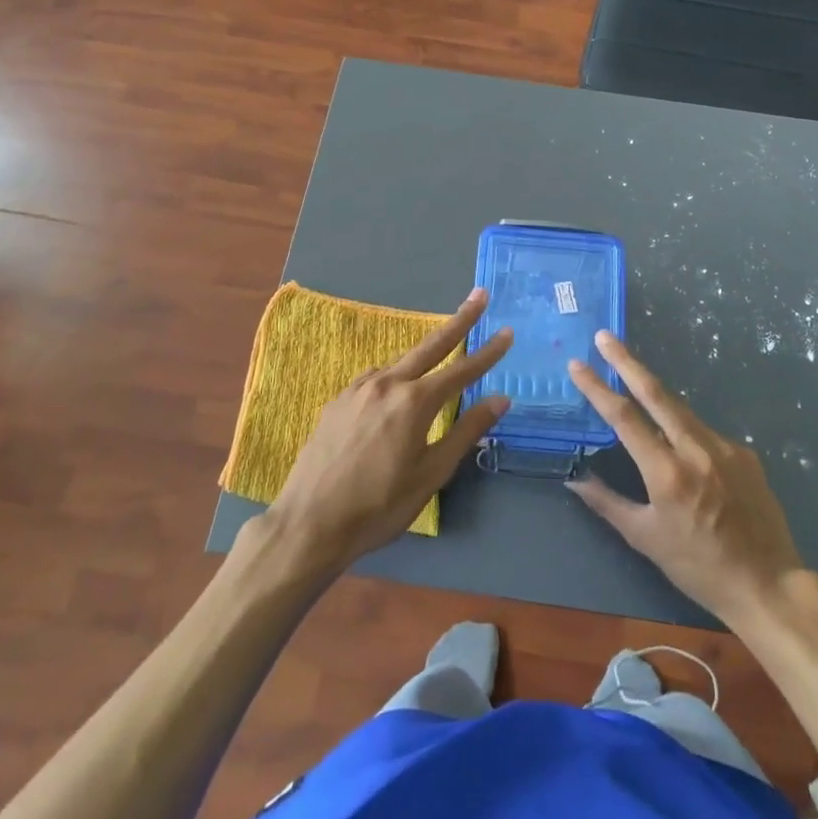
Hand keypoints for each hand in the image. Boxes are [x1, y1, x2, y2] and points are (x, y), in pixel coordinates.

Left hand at [260, 290, 511, 577]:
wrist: (309, 523)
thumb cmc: (379, 506)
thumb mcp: (431, 474)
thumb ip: (465, 432)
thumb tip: (500, 399)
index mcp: (414, 402)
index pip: (462, 370)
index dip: (488, 352)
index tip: (508, 332)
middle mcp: (387, 383)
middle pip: (431, 344)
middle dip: (459, 320)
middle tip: (479, 295)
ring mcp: (358, 389)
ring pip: (400, 363)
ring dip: (424, 356)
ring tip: (439, 360)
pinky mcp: (338, 400)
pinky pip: (375, 379)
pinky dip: (394, 377)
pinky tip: (394, 392)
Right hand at [565, 331, 807, 624]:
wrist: (769, 584)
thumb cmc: (699, 567)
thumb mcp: (646, 539)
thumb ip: (608, 503)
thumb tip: (574, 480)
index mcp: (667, 472)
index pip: (624, 418)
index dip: (598, 388)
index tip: (578, 365)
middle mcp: (696, 449)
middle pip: (656, 393)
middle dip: (627, 361)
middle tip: (605, 336)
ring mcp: (725, 446)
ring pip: (681, 410)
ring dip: (655, 395)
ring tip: (634, 382)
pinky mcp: (744, 453)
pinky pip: (705, 433)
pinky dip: (686, 431)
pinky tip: (685, 453)